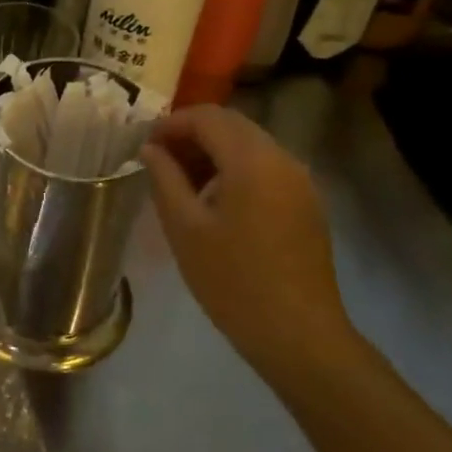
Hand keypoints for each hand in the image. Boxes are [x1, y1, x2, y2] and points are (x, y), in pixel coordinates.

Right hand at [140, 106, 354, 378]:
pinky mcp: (307, 204)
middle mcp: (283, 159)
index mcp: (252, 161)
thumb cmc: (232, 280)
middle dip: (191, 135)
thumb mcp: (184, 228)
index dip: (171, 124)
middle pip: (232, 126)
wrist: (298, 335)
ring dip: (213, 153)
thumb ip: (164, 179)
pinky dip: (235, 170)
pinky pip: (266, 168)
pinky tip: (214, 203)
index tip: (144, 146)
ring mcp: (300, 181)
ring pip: (250, 146)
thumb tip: (150, 149)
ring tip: (181, 184)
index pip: (208, 117)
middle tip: (158, 162)